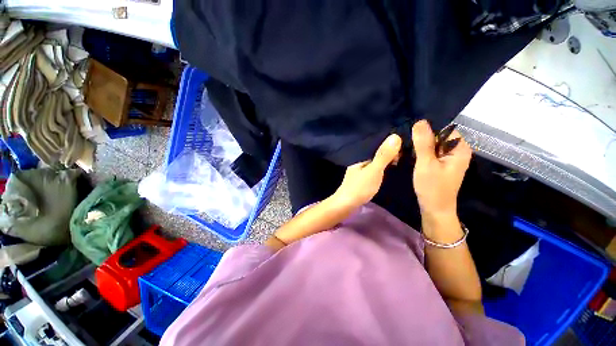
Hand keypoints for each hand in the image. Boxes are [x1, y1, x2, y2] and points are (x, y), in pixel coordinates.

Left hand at [332, 134, 401, 208]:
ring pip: (375, 162)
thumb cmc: (360, 187)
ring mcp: (360, 170)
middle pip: (376, 153)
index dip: (390, 143)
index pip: (376, 144)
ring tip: (402, 159)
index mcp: (360, 156)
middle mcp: (359, 161)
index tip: (405, 143)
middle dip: (389, 152)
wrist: (346, 205)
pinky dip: (382, 168)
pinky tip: (390, 170)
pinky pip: (374, 169)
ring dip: (386, 161)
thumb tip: (395, 136)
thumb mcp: (374, 170)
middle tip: (407, 153)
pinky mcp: (362, 179)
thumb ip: (383, 155)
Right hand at [412, 120, 471, 216]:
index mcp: (459, 149)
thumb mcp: (426, 163)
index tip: (412, 136)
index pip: (445, 129)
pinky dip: (421, 153)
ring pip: (433, 145)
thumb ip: (423, 143)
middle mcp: (456, 151)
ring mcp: (448, 159)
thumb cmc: (432, 187)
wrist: (434, 209)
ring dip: (421, 146)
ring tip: (406, 148)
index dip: (429, 130)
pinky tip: (411, 155)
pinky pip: (431, 153)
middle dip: (423, 138)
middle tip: (407, 143)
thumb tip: (420, 121)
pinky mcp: (441, 165)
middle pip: (439, 136)